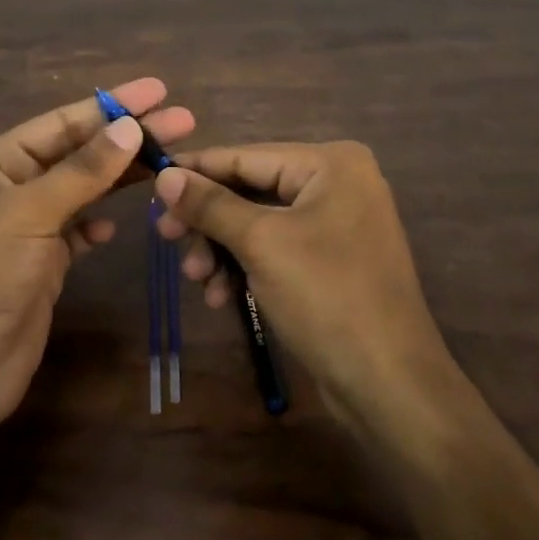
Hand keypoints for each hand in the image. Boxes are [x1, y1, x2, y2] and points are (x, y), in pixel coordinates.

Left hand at [0, 78, 194, 441]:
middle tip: (184, 122)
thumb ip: (82, 171)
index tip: (159, 90)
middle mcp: (9, 188)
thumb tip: (131, 127)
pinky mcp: (41, 265)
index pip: (61, 123)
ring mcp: (26, 228)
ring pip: (83, 191)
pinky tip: (115, 228)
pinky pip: (77, 232)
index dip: (112, 105)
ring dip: (120, 179)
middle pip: (78, 153)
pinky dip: (97, 225)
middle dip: (127, 138)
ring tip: (169, 163)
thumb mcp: (27, 214)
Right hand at [154, 142, 461, 430]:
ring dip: (222, 249)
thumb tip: (164, 174)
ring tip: (197, 279)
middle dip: (208, 220)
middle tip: (164, 237)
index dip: (196, 170)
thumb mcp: (261, 244)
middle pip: (251, 190)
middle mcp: (338, 183)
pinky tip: (222, 297)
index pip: (246, 156)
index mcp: (331, 163)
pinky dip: (246, 267)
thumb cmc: (327, 298)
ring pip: (259, 223)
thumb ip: (210, 205)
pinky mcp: (332, 260)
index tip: (150, 182)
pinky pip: (277, 248)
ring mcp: (337, 223)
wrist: (389, 383)